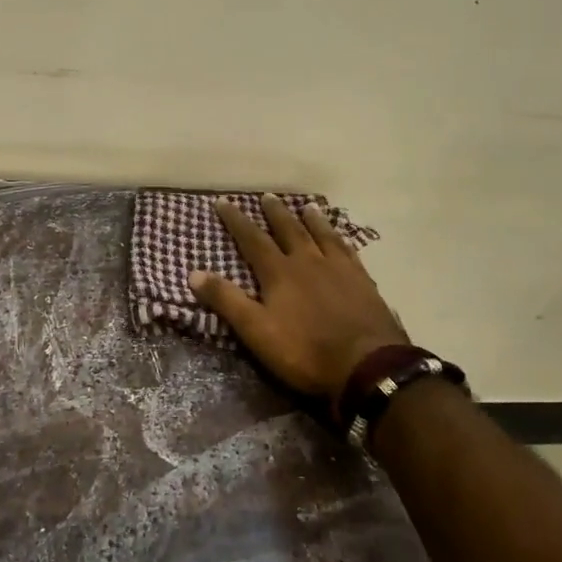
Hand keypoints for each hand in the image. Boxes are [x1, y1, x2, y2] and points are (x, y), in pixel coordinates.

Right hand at [188, 194, 406, 403]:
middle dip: (275, 213)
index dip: (236, 221)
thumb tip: (194, 272)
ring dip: (312, 220)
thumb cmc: (305, 350)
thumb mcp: (256, 330)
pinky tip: (343, 237)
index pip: (252, 239)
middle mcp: (309, 261)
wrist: (368, 365)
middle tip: (267, 196)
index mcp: (280, 272)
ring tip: (307, 206)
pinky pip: (349, 251)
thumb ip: (227, 301)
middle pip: (289, 230)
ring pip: (322, 235)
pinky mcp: (364, 282)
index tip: (223, 201)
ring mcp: (339, 269)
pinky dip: (342, 238)